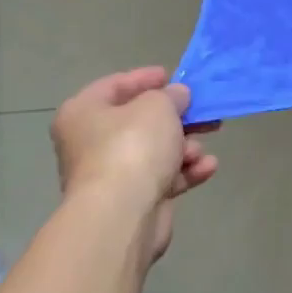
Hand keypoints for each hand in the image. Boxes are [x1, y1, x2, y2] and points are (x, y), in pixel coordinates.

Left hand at [50, 67, 218, 263]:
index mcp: (84, 113)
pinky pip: (162, 178)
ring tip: (200, 149)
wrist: (121, 216)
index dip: (145, 79)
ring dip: (184, 147)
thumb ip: (171, 95)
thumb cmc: (133, 147)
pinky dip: (185, 172)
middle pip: (139, 121)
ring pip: (154, 151)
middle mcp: (90, 143)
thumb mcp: (158, 106)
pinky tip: (207, 168)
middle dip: (176, 118)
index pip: (115, 85)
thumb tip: (176, 96)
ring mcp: (110, 175)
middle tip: (203, 112)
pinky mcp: (131, 201)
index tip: (173, 77)